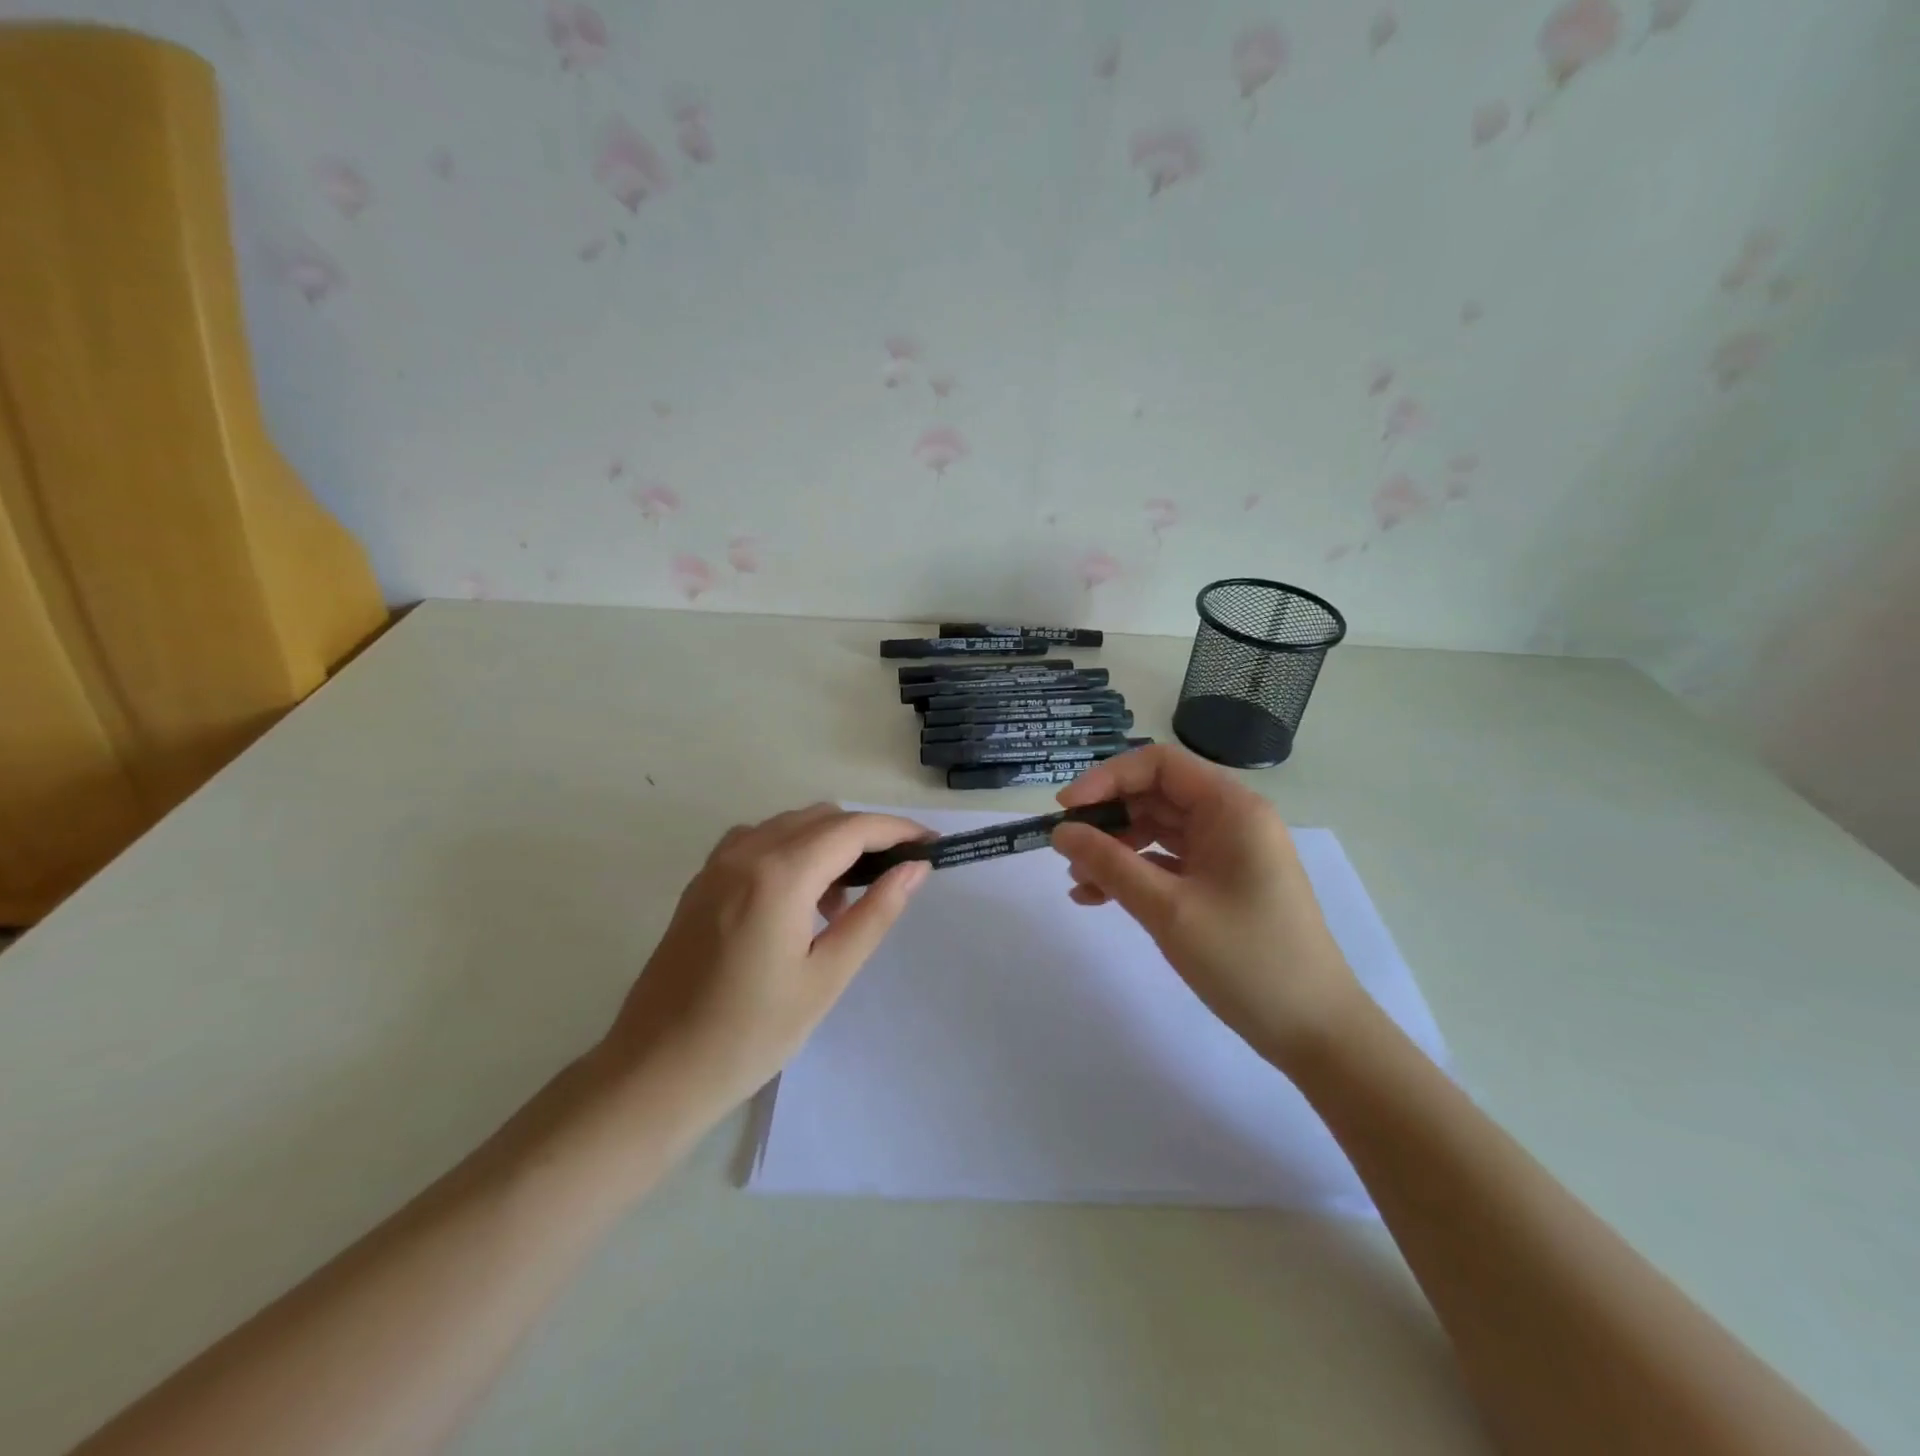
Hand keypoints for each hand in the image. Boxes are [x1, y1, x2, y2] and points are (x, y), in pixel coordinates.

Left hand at [598, 805, 931, 1121]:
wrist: (654, 1071)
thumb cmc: (749, 1034)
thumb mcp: (825, 977)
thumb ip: (874, 914)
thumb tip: (914, 868)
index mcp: (779, 875)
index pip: (852, 829)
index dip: (897, 830)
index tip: (931, 844)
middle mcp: (746, 853)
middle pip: (821, 818)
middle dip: (866, 834)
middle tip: (897, 873)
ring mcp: (717, 864)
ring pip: (789, 825)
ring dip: (828, 842)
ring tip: (844, 900)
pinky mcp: (702, 882)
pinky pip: (758, 842)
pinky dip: (792, 851)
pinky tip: (798, 899)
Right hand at [1050, 745, 1362, 1066]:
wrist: (1315, 1032)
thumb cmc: (1246, 959)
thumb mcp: (1168, 909)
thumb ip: (1110, 864)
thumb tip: (1061, 833)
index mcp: (1231, 808)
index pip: (1158, 764)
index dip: (1107, 778)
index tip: (1066, 809)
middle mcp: (1231, 819)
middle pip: (1155, 796)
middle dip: (1107, 818)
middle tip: (1065, 848)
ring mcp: (1227, 853)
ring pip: (1157, 831)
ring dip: (1115, 850)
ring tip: (1077, 881)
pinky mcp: (1221, 884)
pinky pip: (1168, 863)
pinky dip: (1134, 874)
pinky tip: (1097, 898)